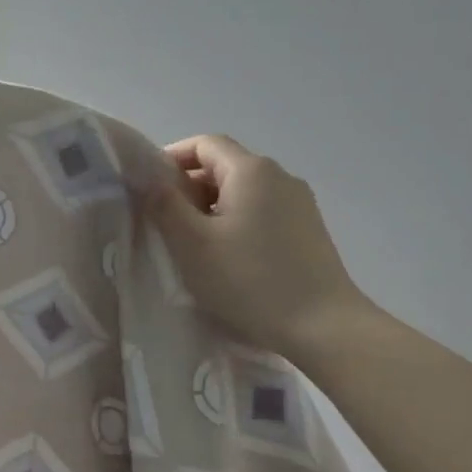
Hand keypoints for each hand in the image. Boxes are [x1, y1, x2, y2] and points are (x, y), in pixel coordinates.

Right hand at [146, 134, 371, 355]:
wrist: (323, 327)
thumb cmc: (249, 281)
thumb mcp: (192, 244)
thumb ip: (165, 205)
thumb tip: (149, 179)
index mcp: (251, 171)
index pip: (205, 144)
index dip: (172, 157)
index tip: (149, 187)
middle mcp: (280, 176)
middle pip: (225, 166)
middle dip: (190, 186)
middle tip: (164, 221)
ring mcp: (300, 203)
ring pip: (244, 191)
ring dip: (213, 207)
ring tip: (194, 243)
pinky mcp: (309, 230)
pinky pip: (263, 212)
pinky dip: (237, 221)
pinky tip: (229, 257)